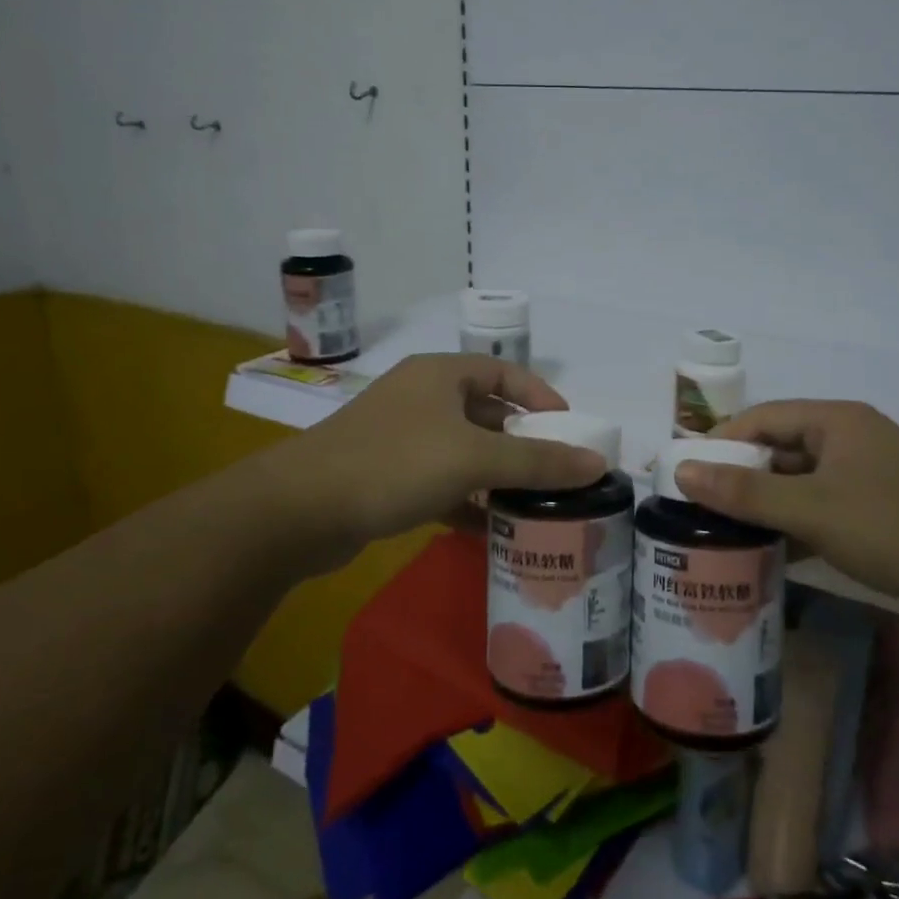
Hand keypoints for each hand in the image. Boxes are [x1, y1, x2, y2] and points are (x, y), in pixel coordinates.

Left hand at [286, 354, 606, 548]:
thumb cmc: (394, 464)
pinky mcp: (384, 475)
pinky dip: (465, 498)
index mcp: (441, 375)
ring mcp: (399, 437)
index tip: (569, 429)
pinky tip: (487, 527)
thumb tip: (598, 463)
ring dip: (495, 474)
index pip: (505, 372)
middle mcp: (420, 397)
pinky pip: (439, 480)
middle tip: (555, 471)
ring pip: (462, 450)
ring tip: (531, 502)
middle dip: (521, 442)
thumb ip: (538, 462)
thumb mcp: (474, 458)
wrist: (299, 510)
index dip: (541, 397)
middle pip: (485, 413)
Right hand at [674, 400, 898, 627]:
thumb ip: (745, 493)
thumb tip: (680, 471)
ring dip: (764, 506)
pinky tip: (767, 553)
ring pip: (798, 483)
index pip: (761, 418)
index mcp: (834, 421)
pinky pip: (819, 508)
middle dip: (739, 478)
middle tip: (696, 508)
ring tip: (721, 532)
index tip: (684, 473)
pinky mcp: (875, 511)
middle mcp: (847, 440)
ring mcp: (864, 477)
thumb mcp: (812, 509)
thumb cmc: (894, 527)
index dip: (720, 442)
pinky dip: (793, 526)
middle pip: (778, 450)